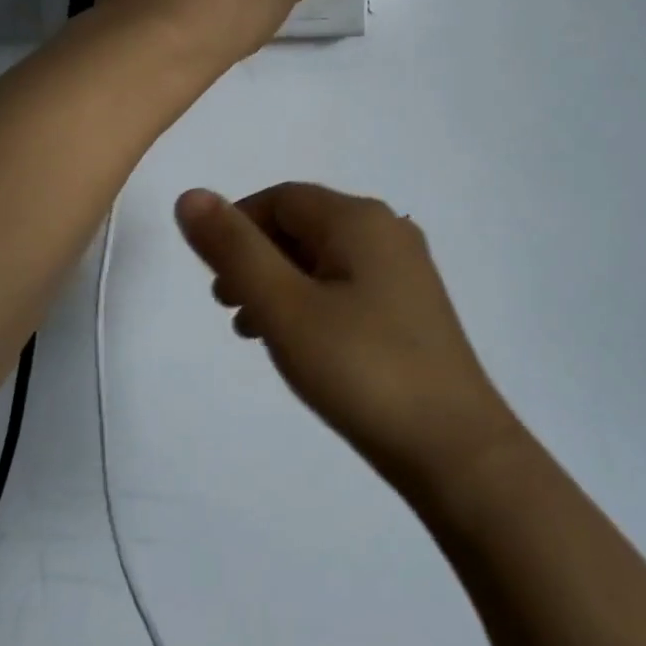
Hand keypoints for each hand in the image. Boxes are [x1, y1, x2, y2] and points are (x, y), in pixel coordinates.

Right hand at [174, 183, 519, 492]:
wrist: (455, 450)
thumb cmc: (361, 369)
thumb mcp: (284, 307)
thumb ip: (234, 249)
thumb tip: (191, 196)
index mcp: (359, 218)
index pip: (280, 199)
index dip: (236, 225)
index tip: (211, 274)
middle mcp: (387, 231)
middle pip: (302, 225)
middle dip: (256, 258)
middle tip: (227, 305)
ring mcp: (405, 270)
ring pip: (323, 258)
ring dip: (280, 283)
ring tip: (252, 329)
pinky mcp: (413, 308)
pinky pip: (347, 285)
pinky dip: (312, 302)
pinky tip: (299, 343)